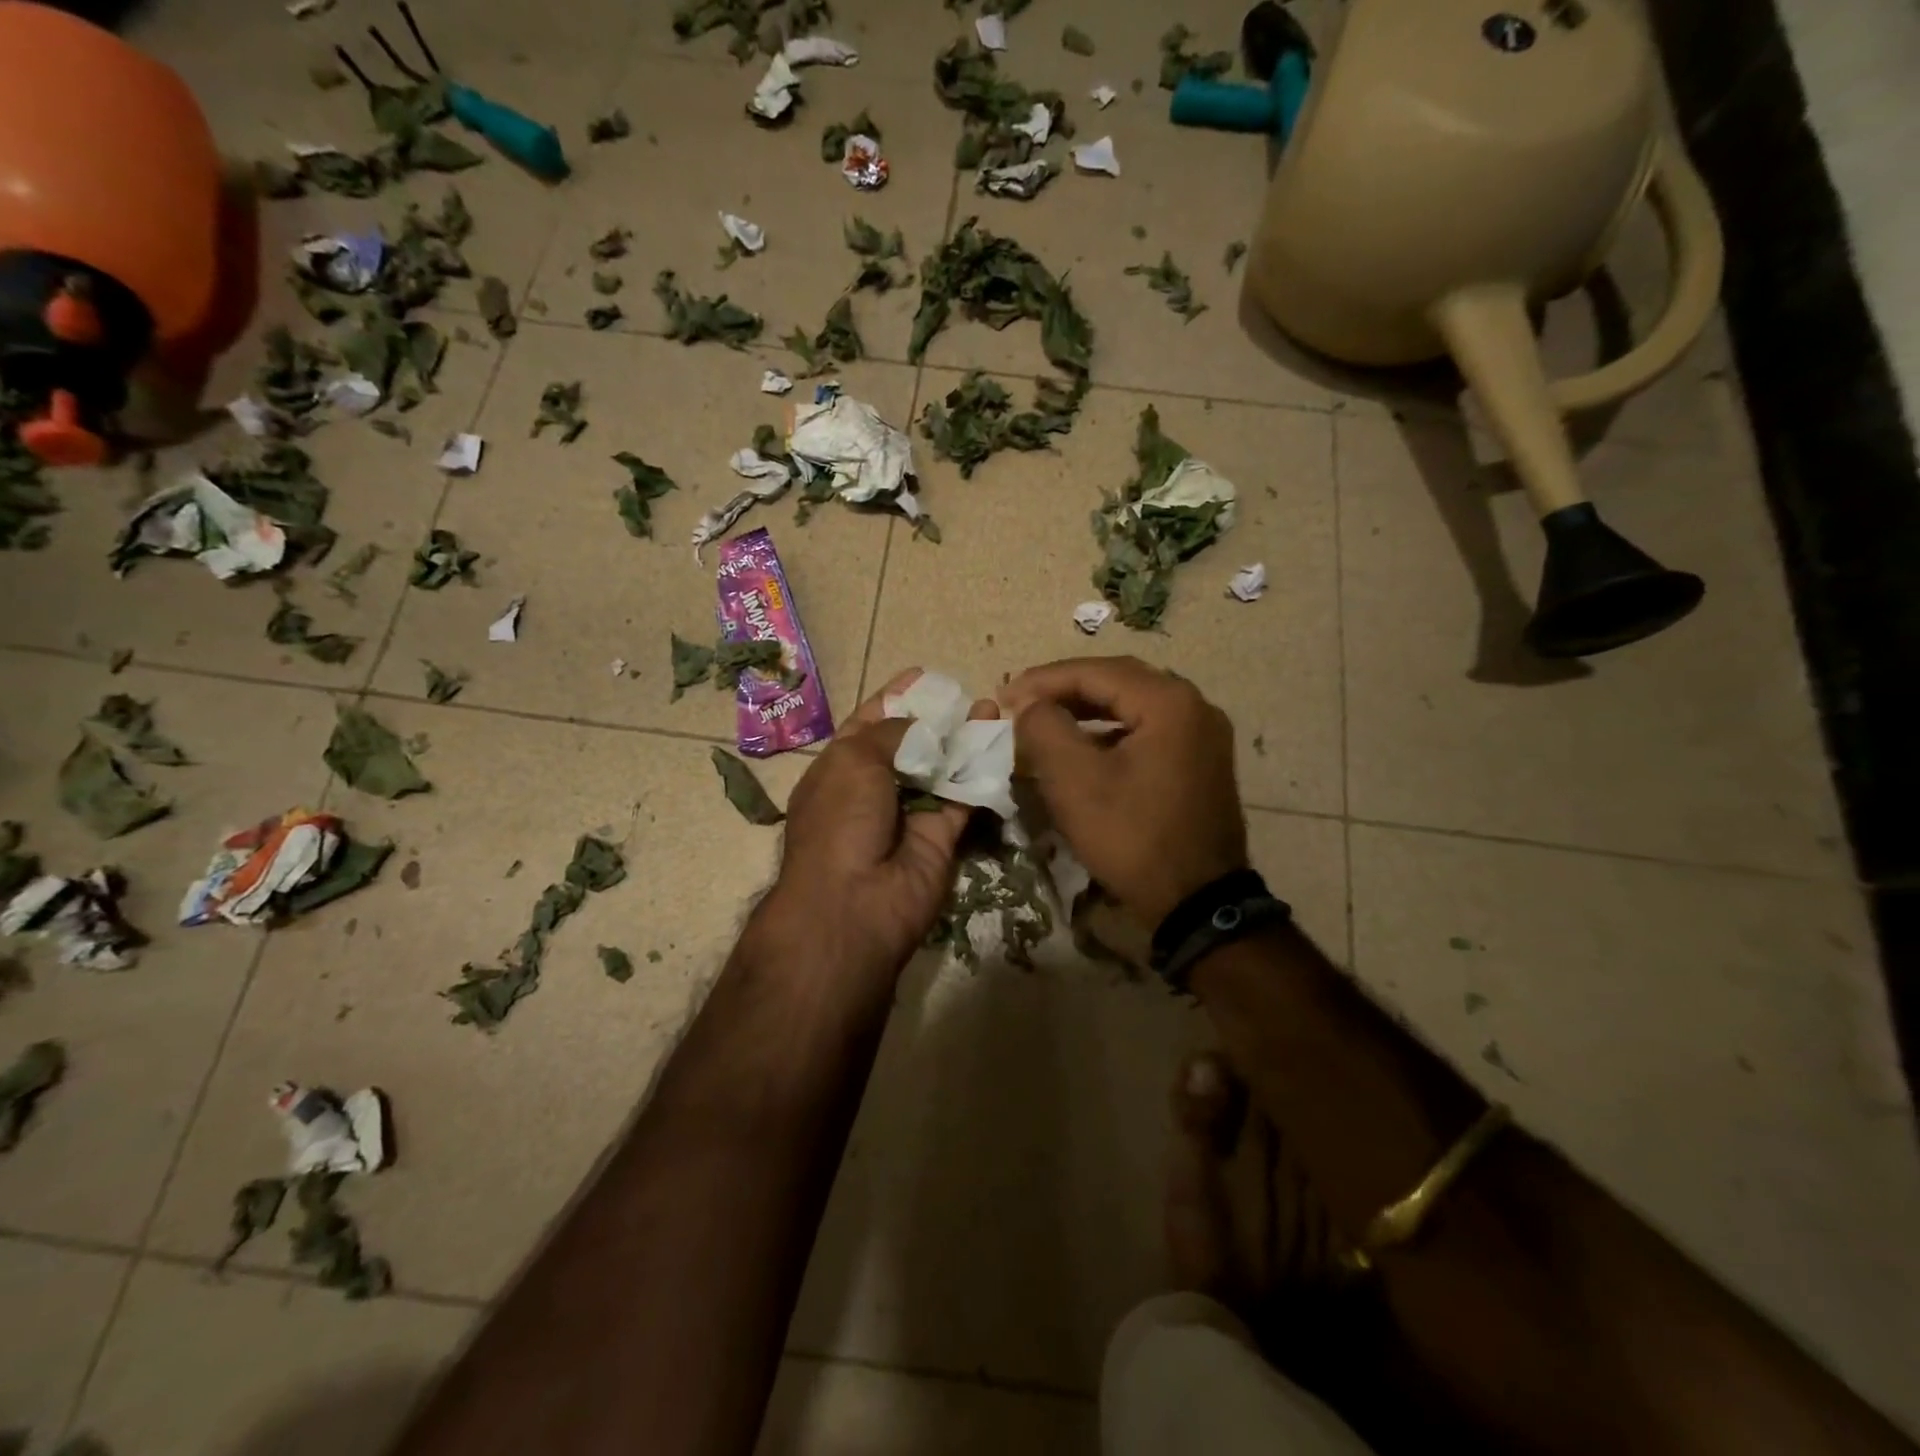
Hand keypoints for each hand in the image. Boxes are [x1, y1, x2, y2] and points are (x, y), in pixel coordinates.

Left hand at [762, 670, 994, 977]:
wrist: (855, 903)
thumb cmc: (841, 820)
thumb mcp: (854, 760)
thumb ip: (892, 732)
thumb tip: (922, 724)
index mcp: (842, 768)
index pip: (870, 724)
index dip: (895, 697)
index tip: (923, 674)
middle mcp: (876, 788)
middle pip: (911, 744)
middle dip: (936, 718)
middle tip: (966, 691)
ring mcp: (910, 812)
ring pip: (943, 768)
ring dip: (964, 739)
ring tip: (992, 707)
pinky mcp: (943, 836)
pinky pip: (965, 796)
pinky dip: (982, 770)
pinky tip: (999, 740)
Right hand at [1004, 656, 1247, 929]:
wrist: (1197, 904)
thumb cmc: (1132, 837)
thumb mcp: (1074, 781)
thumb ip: (1043, 728)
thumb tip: (1029, 704)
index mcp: (1169, 702)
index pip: (1095, 671)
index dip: (1043, 680)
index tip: (1003, 694)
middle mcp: (1194, 706)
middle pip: (1118, 680)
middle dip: (1064, 688)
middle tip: (1022, 701)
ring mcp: (1203, 735)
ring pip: (1133, 705)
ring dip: (1086, 708)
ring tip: (1045, 719)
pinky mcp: (1201, 761)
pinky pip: (1148, 729)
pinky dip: (1110, 730)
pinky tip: (1083, 747)